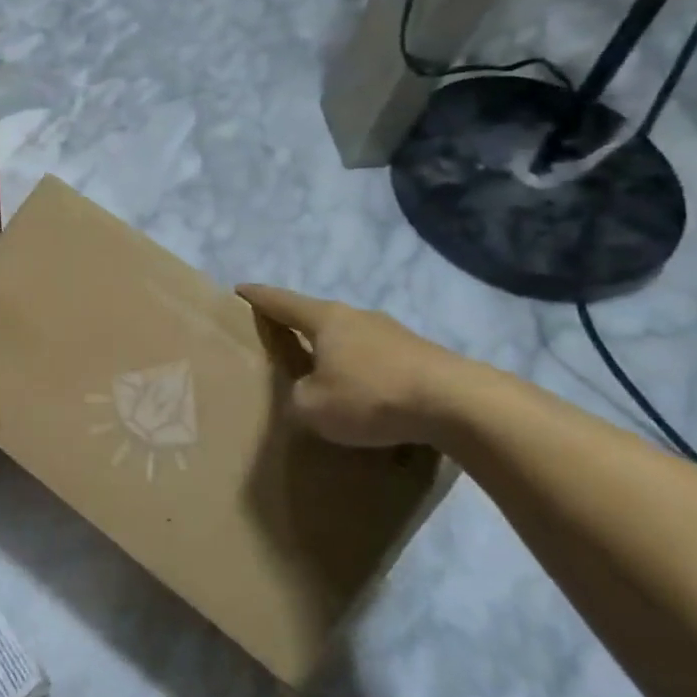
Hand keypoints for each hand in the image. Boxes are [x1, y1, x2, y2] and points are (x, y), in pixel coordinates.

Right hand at [236, 284, 464, 448]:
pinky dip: (364, 374)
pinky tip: (366, 398)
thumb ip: (297, 397)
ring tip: (325, 377)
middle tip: (281, 343)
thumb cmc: (371, 396)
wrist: (457, 404)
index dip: (258, 297)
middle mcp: (358, 317)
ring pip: (351, 340)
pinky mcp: (421, 356)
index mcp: (326, 319)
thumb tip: (306, 394)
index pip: (282, 302)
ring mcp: (394, 334)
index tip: (239, 289)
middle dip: (299, 329)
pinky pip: (378, 361)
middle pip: (319, 318)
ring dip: (335, 355)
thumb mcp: (312, 407)